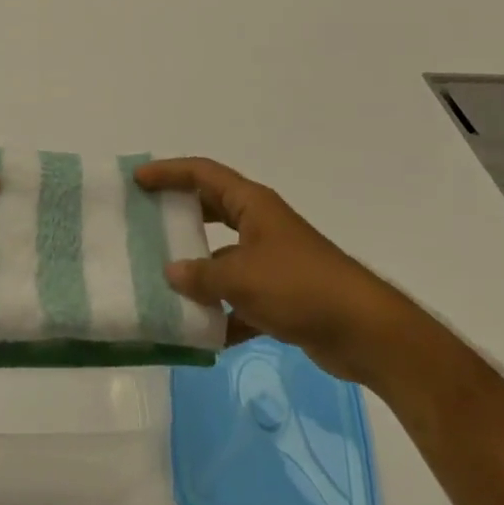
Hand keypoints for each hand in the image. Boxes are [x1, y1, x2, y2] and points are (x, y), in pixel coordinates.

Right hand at [135, 157, 426, 385]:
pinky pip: (240, 297)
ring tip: (161, 281)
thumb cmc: (299, 287)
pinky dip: (222, 312)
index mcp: (251, 204)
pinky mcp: (282, 296)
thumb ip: (201, 275)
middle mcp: (260, 225)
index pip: (202, 174)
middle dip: (179, 215)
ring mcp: (272, 260)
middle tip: (145, 222)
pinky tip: (201, 333)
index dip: (169, 172)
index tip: (138, 179)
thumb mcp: (240, 278)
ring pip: (223, 258)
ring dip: (198, 270)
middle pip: (211, 210)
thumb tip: (171, 273)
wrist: (365, 332)